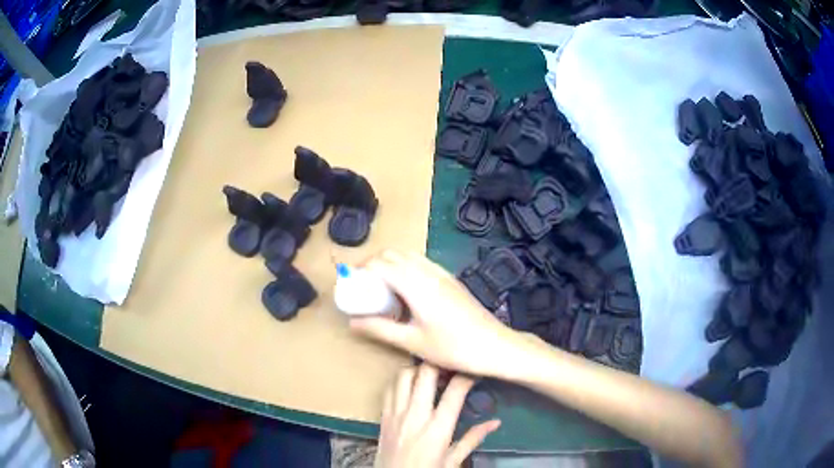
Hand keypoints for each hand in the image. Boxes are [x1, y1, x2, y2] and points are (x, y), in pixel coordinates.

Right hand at [350, 250, 521, 376]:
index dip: (361, 268)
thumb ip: (380, 329)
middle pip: (393, 253)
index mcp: (416, 285)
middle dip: (373, 263)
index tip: (350, 282)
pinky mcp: (451, 280)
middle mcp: (428, 272)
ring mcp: (442, 274)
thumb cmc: (453, 347)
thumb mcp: (412, 342)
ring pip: (408, 255)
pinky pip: (422, 263)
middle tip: (362, 285)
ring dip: (390, 264)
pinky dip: (405, 268)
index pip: (380, 263)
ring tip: (381, 289)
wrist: (495, 346)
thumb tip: (353, 322)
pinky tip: (405, 292)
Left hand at [376, 364, 499, 467]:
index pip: (454, 391)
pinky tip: (410, 385)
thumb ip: (473, 438)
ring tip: (430, 372)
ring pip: (403, 375)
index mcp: (437, 428)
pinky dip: (400, 380)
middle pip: (425, 373)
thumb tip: (495, 422)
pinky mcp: (382, 416)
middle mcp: (415, 415)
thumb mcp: (453, 460)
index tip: (474, 369)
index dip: (466, 375)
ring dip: (418, 368)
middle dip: (439, 362)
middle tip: (450, 363)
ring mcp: (396, 413)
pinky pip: (389, 388)